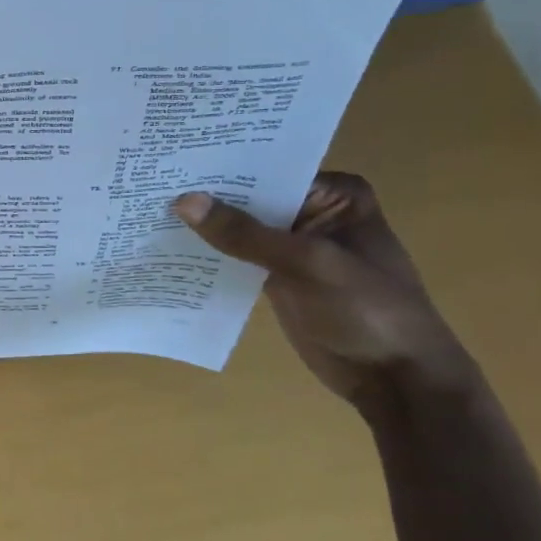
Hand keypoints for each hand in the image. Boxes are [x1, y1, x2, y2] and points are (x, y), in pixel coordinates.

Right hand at [173, 174, 470, 406]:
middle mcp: (312, 212)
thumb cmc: (368, 309)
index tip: (173, 161)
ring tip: (146, 211)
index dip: (223, 167)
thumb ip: (245, 234)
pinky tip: (167, 248)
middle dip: (207, 197)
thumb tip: (183, 200)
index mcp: (334, 194)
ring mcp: (293, 247)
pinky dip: (210, 256)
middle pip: (249, 198)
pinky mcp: (277, 277)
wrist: (395, 378)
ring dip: (203, 227)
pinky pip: (236, 258)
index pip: (268, 170)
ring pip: (239, 229)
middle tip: (149, 184)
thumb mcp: (308, 264)